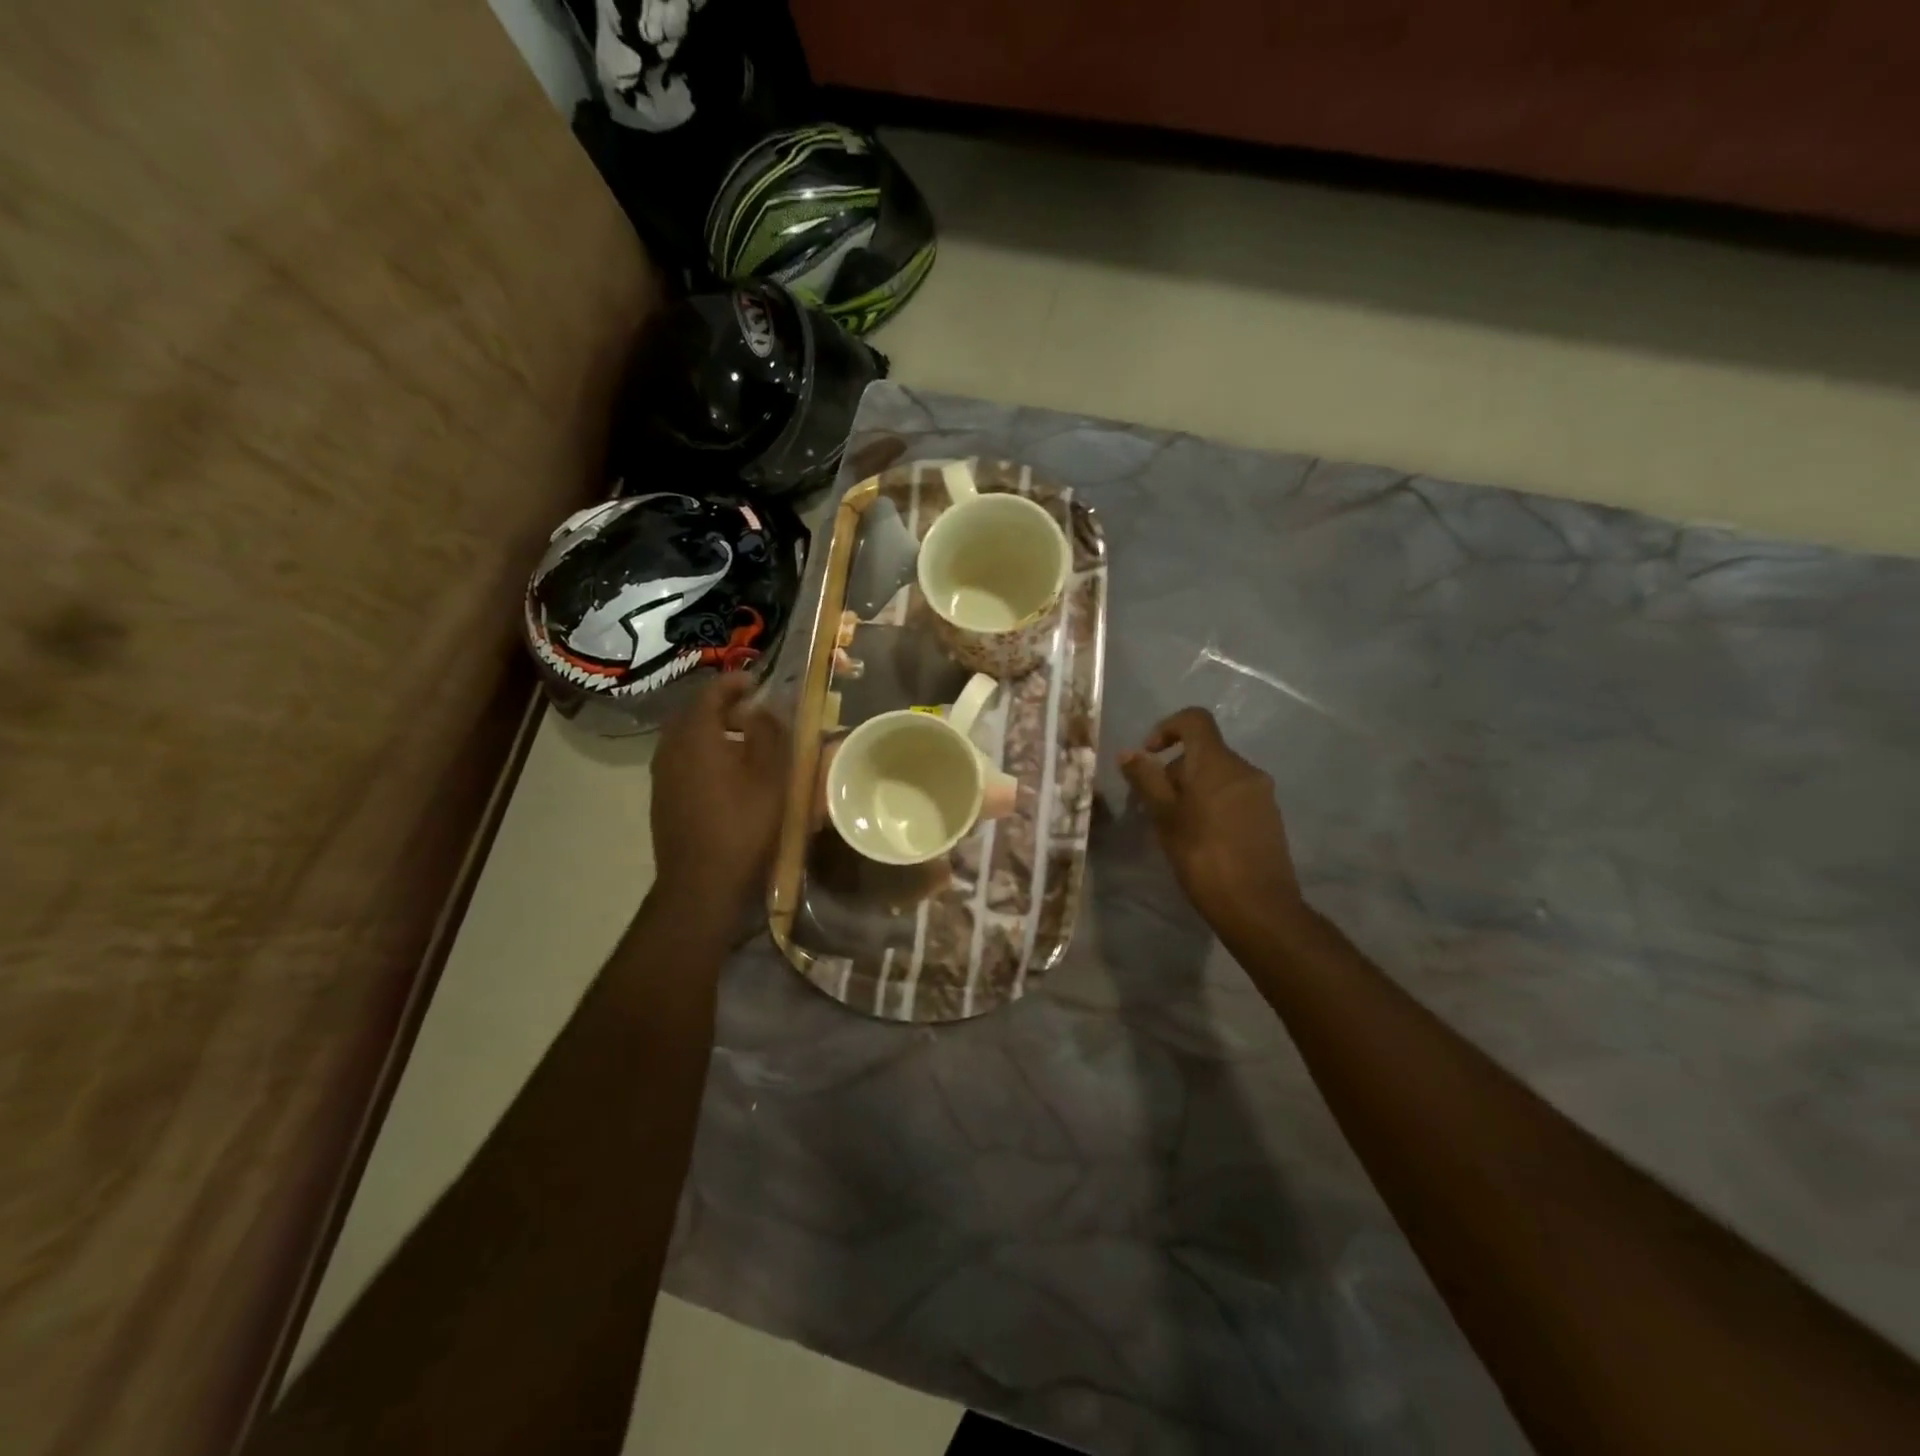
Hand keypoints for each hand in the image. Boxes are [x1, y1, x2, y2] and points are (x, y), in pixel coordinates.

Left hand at [650, 674, 790, 919]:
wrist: (701, 884)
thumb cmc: (743, 825)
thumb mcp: (771, 775)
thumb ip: (769, 733)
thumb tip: (763, 708)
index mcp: (695, 735)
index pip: (711, 692)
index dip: (736, 682)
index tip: (759, 682)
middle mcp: (670, 748)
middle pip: (694, 713)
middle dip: (723, 705)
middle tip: (754, 711)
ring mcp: (662, 775)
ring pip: (687, 738)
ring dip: (714, 731)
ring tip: (746, 741)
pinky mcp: (663, 798)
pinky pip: (683, 760)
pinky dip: (705, 754)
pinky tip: (729, 774)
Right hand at [1119, 708, 1305, 930]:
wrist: (1258, 907)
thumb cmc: (1203, 857)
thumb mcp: (1165, 817)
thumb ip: (1146, 780)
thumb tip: (1129, 753)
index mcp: (1218, 763)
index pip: (1194, 720)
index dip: (1167, 728)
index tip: (1149, 756)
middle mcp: (1245, 769)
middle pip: (1204, 751)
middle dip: (1174, 770)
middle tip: (1153, 806)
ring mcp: (1261, 793)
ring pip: (1218, 776)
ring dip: (1192, 789)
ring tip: (1174, 826)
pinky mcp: (1269, 817)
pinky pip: (1234, 795)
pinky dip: (1212, 803)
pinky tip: (1201, 838)